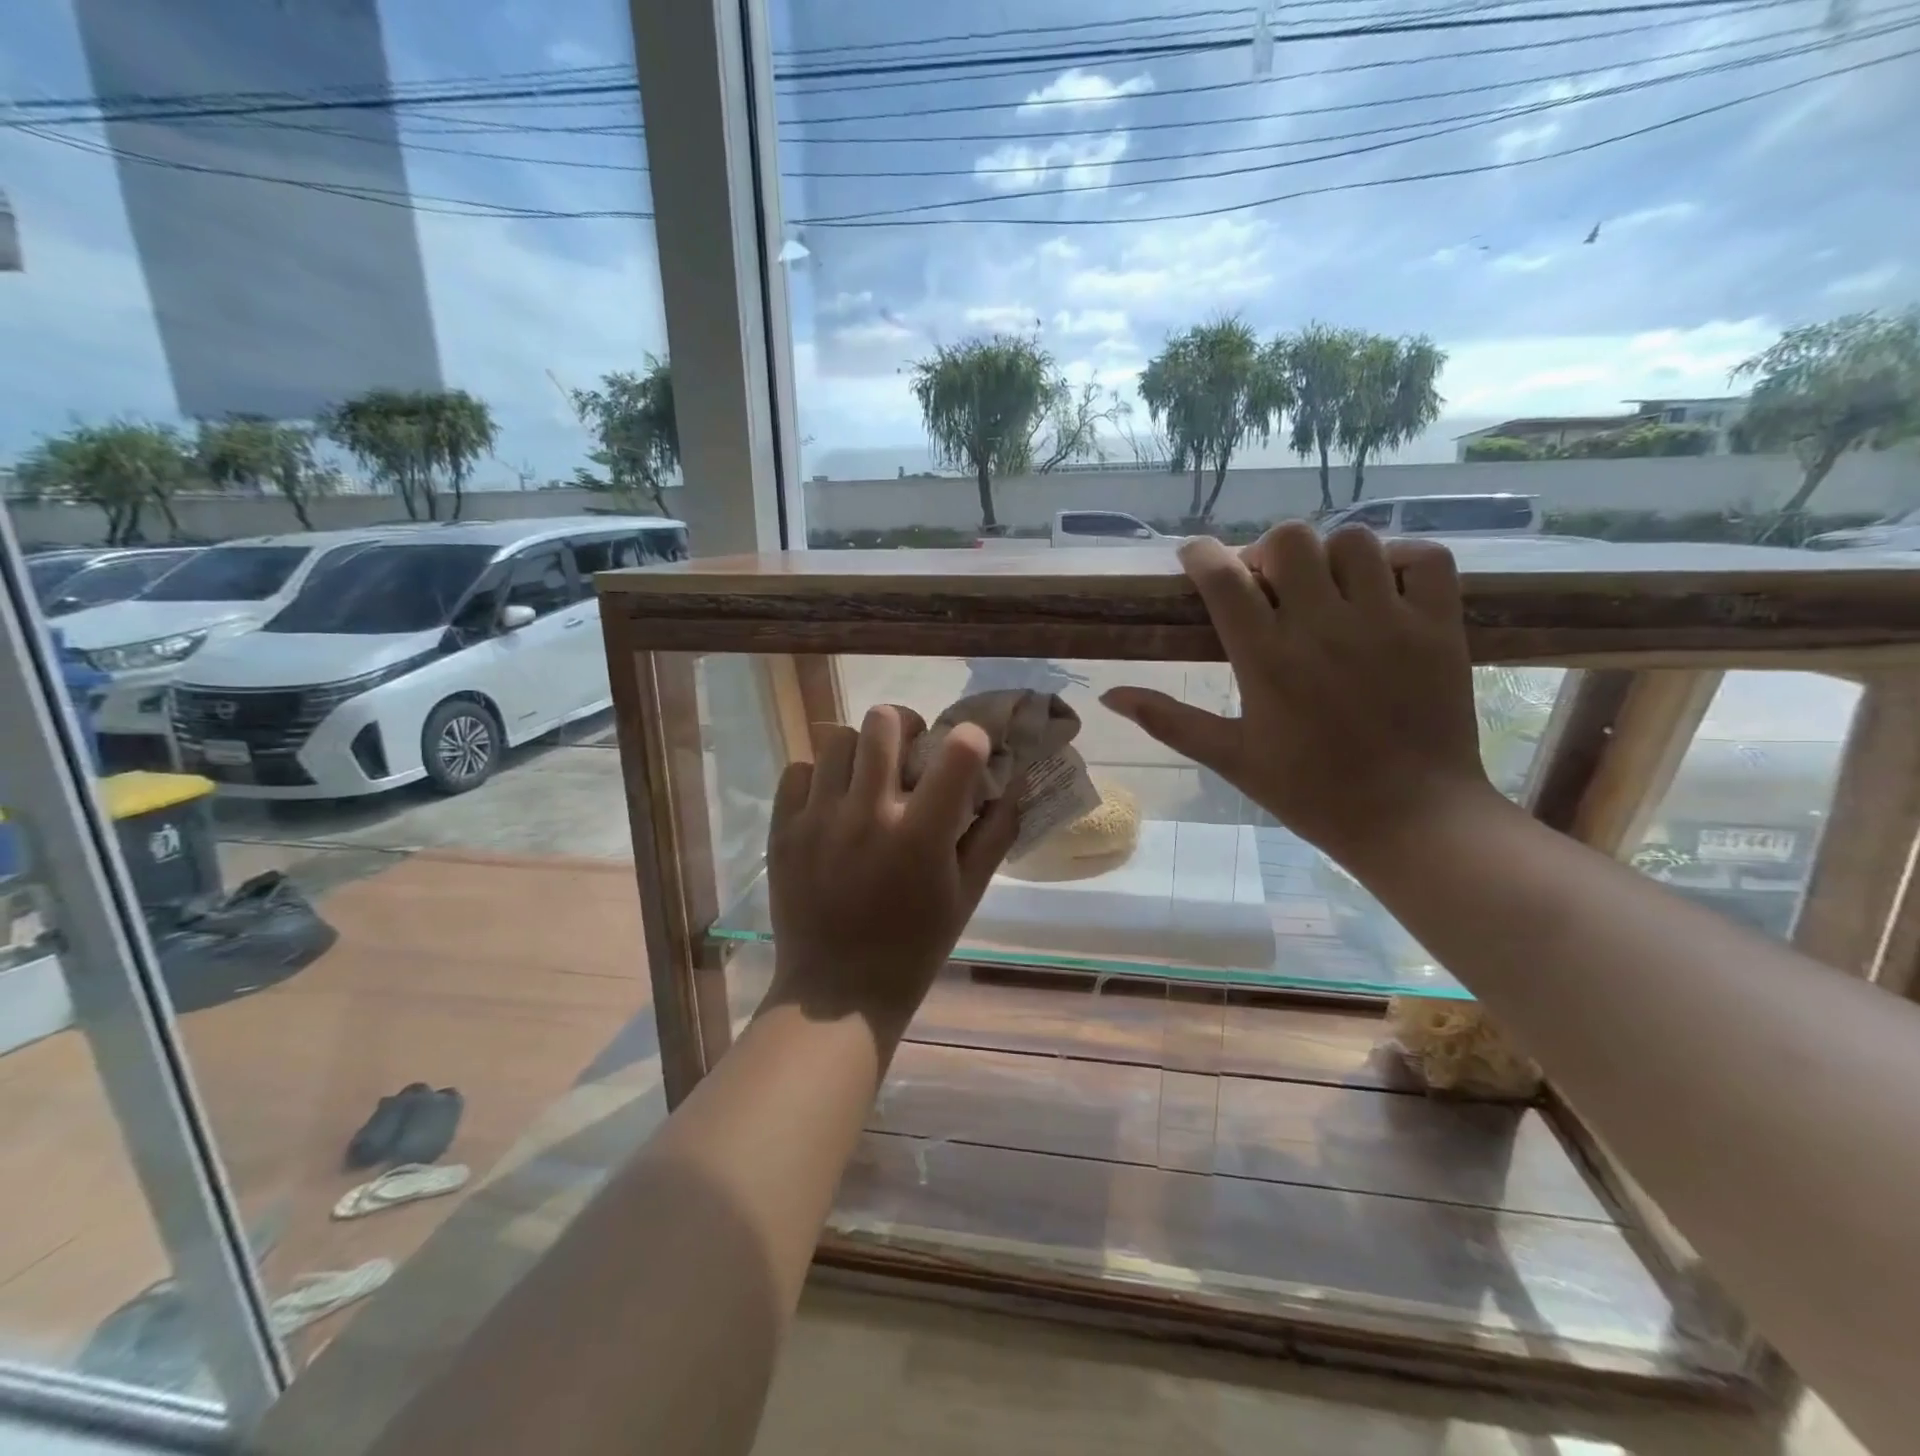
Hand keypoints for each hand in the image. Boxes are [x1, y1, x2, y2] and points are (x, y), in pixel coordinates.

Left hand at [764, 704, 1018, 1047]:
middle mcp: (868, 814)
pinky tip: (831, 803)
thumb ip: (994, 835)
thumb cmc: (914, 946)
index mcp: (921, 834)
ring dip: (861, 749)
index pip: (957, 748)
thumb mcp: (967, 894)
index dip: (970, 738)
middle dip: (906, 727)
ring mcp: (818, 819)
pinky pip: (798, 770)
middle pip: (884, 721)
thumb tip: (1014, 786)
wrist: (837, 993)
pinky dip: (819, 776)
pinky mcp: (783, 830)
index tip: (967, 752)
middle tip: (910, 754)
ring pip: (837, 738)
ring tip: (866, 778)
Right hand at [1101, 524, 1497, 868]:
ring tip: (1326, 590)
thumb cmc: (1310, 792)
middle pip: (1289, 540)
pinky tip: (1384, 589)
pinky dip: (1403, 560)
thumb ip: (1168, 720)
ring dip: (1329, 557)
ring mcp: (1389, 622)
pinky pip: (1426, 558)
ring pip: (1354, 541)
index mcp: (1267, 659)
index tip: (1194, 558)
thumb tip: (1109, 695)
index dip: (1200, 555)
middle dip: (1267, 553)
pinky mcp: (1440, 627)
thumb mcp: (1231, 758)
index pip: (1224, 577)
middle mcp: (1324, 627)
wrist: (1411, 819)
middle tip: (1267, 585)